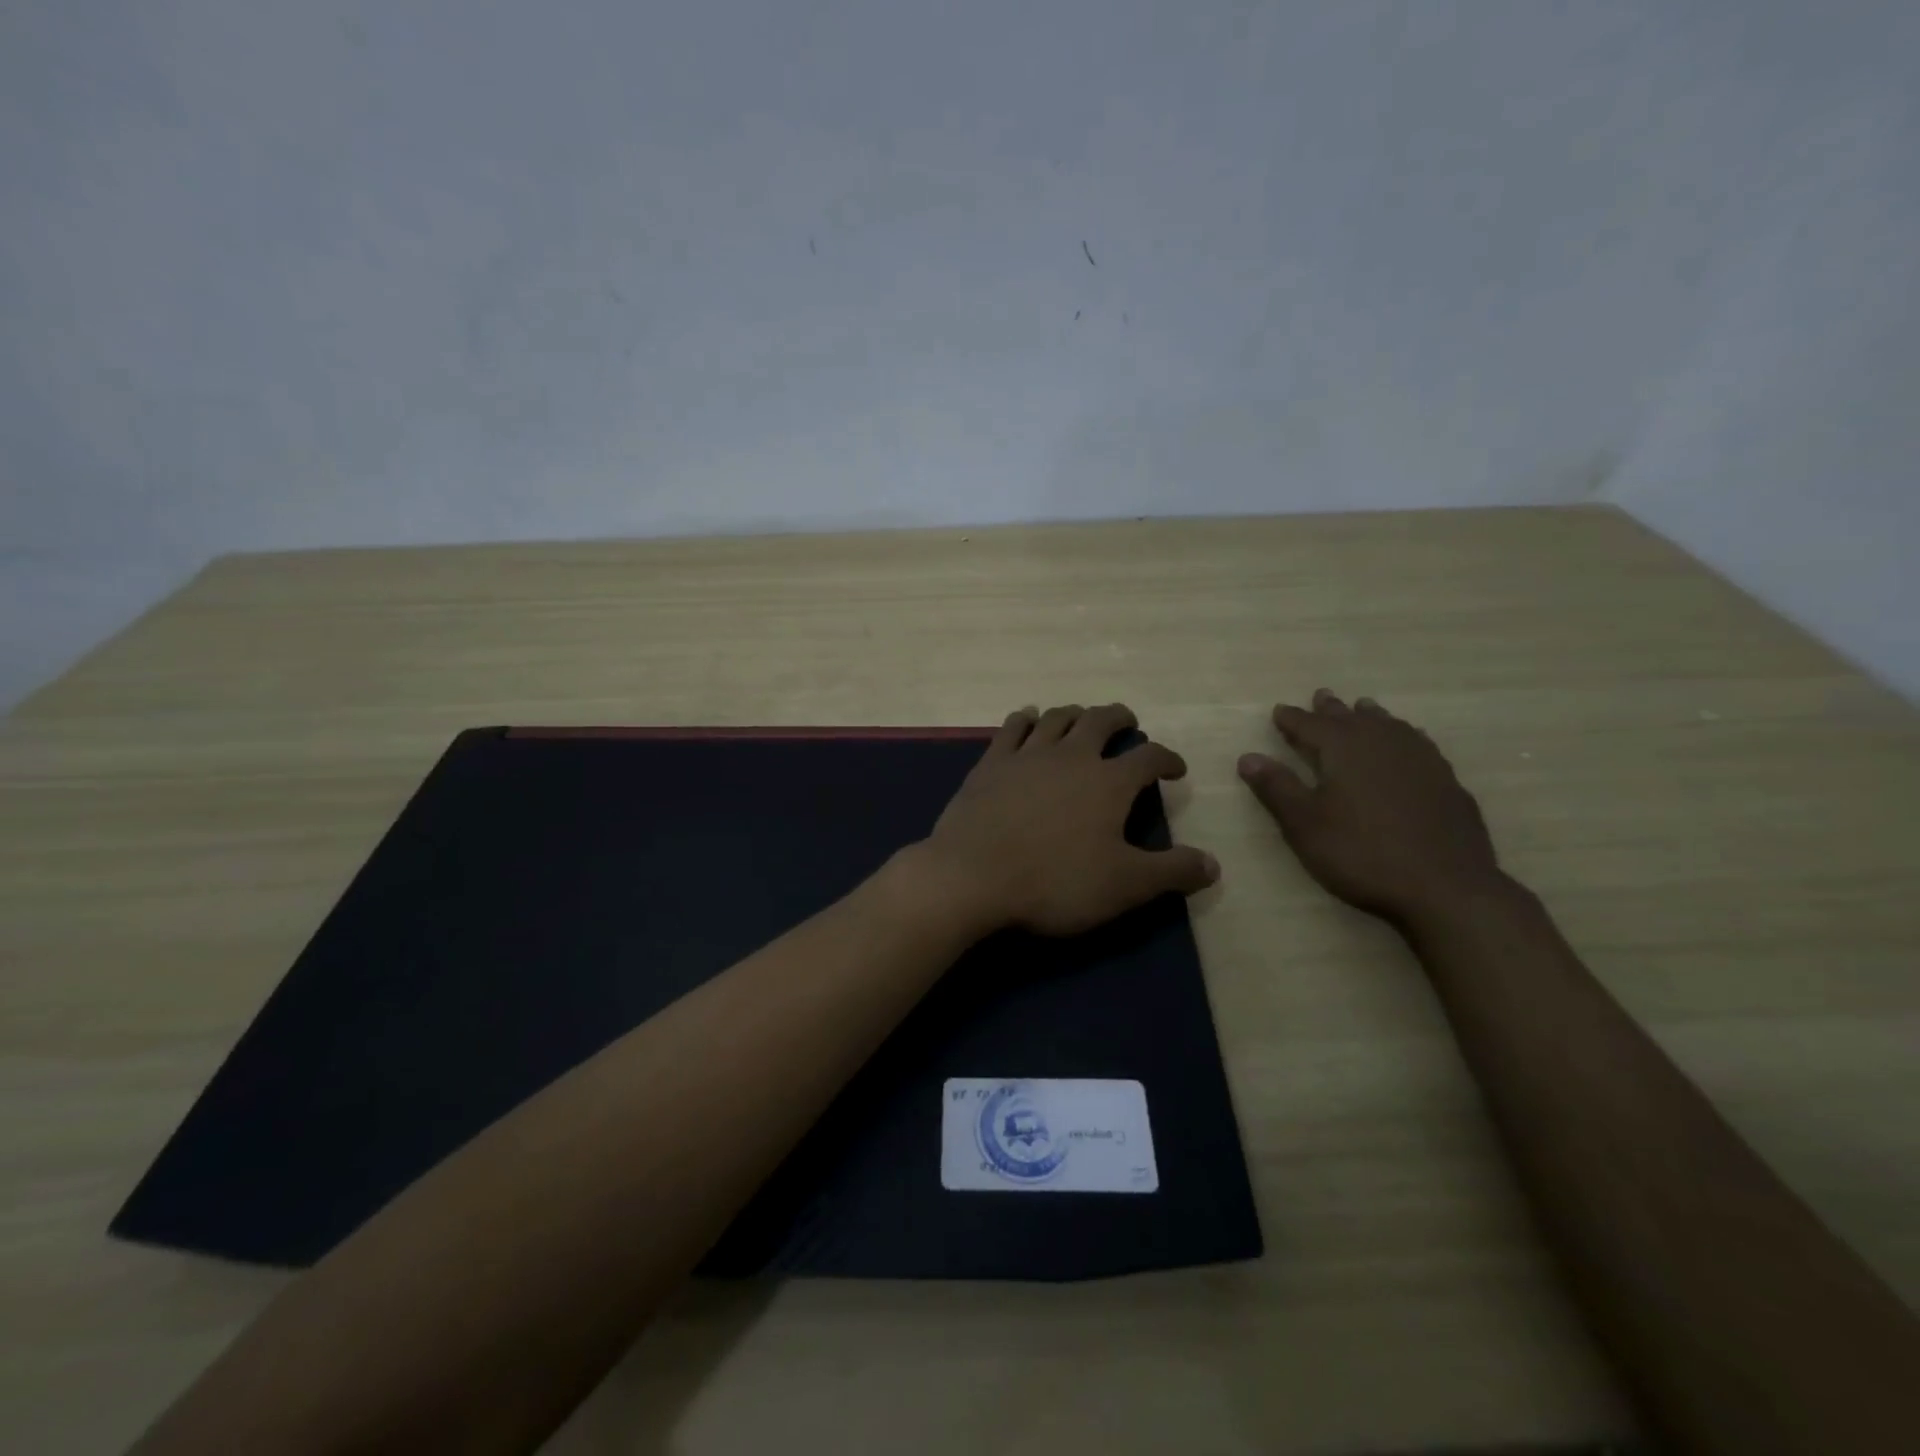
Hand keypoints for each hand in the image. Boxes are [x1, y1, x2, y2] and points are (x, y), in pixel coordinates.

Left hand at [915, 704, 1219, 936]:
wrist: (972, 876)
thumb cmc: (1055, 882)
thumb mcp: (1125, 886)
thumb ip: (1172, 872)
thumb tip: (1213, 864)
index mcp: (1108, 782)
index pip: (1149, 758)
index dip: (1167, 759)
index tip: (1175, 768)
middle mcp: (1071, 756)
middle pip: (1100, 720)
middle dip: (1119, 718)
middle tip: (1127, 722)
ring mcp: (1027, 755)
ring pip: (1056, 717)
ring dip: (1074, 713)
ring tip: (1081, 718)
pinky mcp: (990, 763)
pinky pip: (1011, 727)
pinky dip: (1025, 719)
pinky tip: (1027, 718)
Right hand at [1237, 689, 1504, 923]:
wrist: (1445, 887)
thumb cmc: (1361, 853)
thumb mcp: (1305, 824)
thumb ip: (1277, 787)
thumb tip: (1247, 756)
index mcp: (1344, 749)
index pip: (1310, 725)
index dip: (1292, 719)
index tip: (1279, 711)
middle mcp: (1382, 743)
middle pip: (1352, 718)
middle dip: (1332, 709)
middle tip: (1321, 696)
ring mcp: (1420, 760)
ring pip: (1390, 726)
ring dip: (1371, 716)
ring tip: (1364, 708)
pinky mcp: (1447, 781)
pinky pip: (1418, 744)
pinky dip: (1404, 736)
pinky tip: (1408, 744)